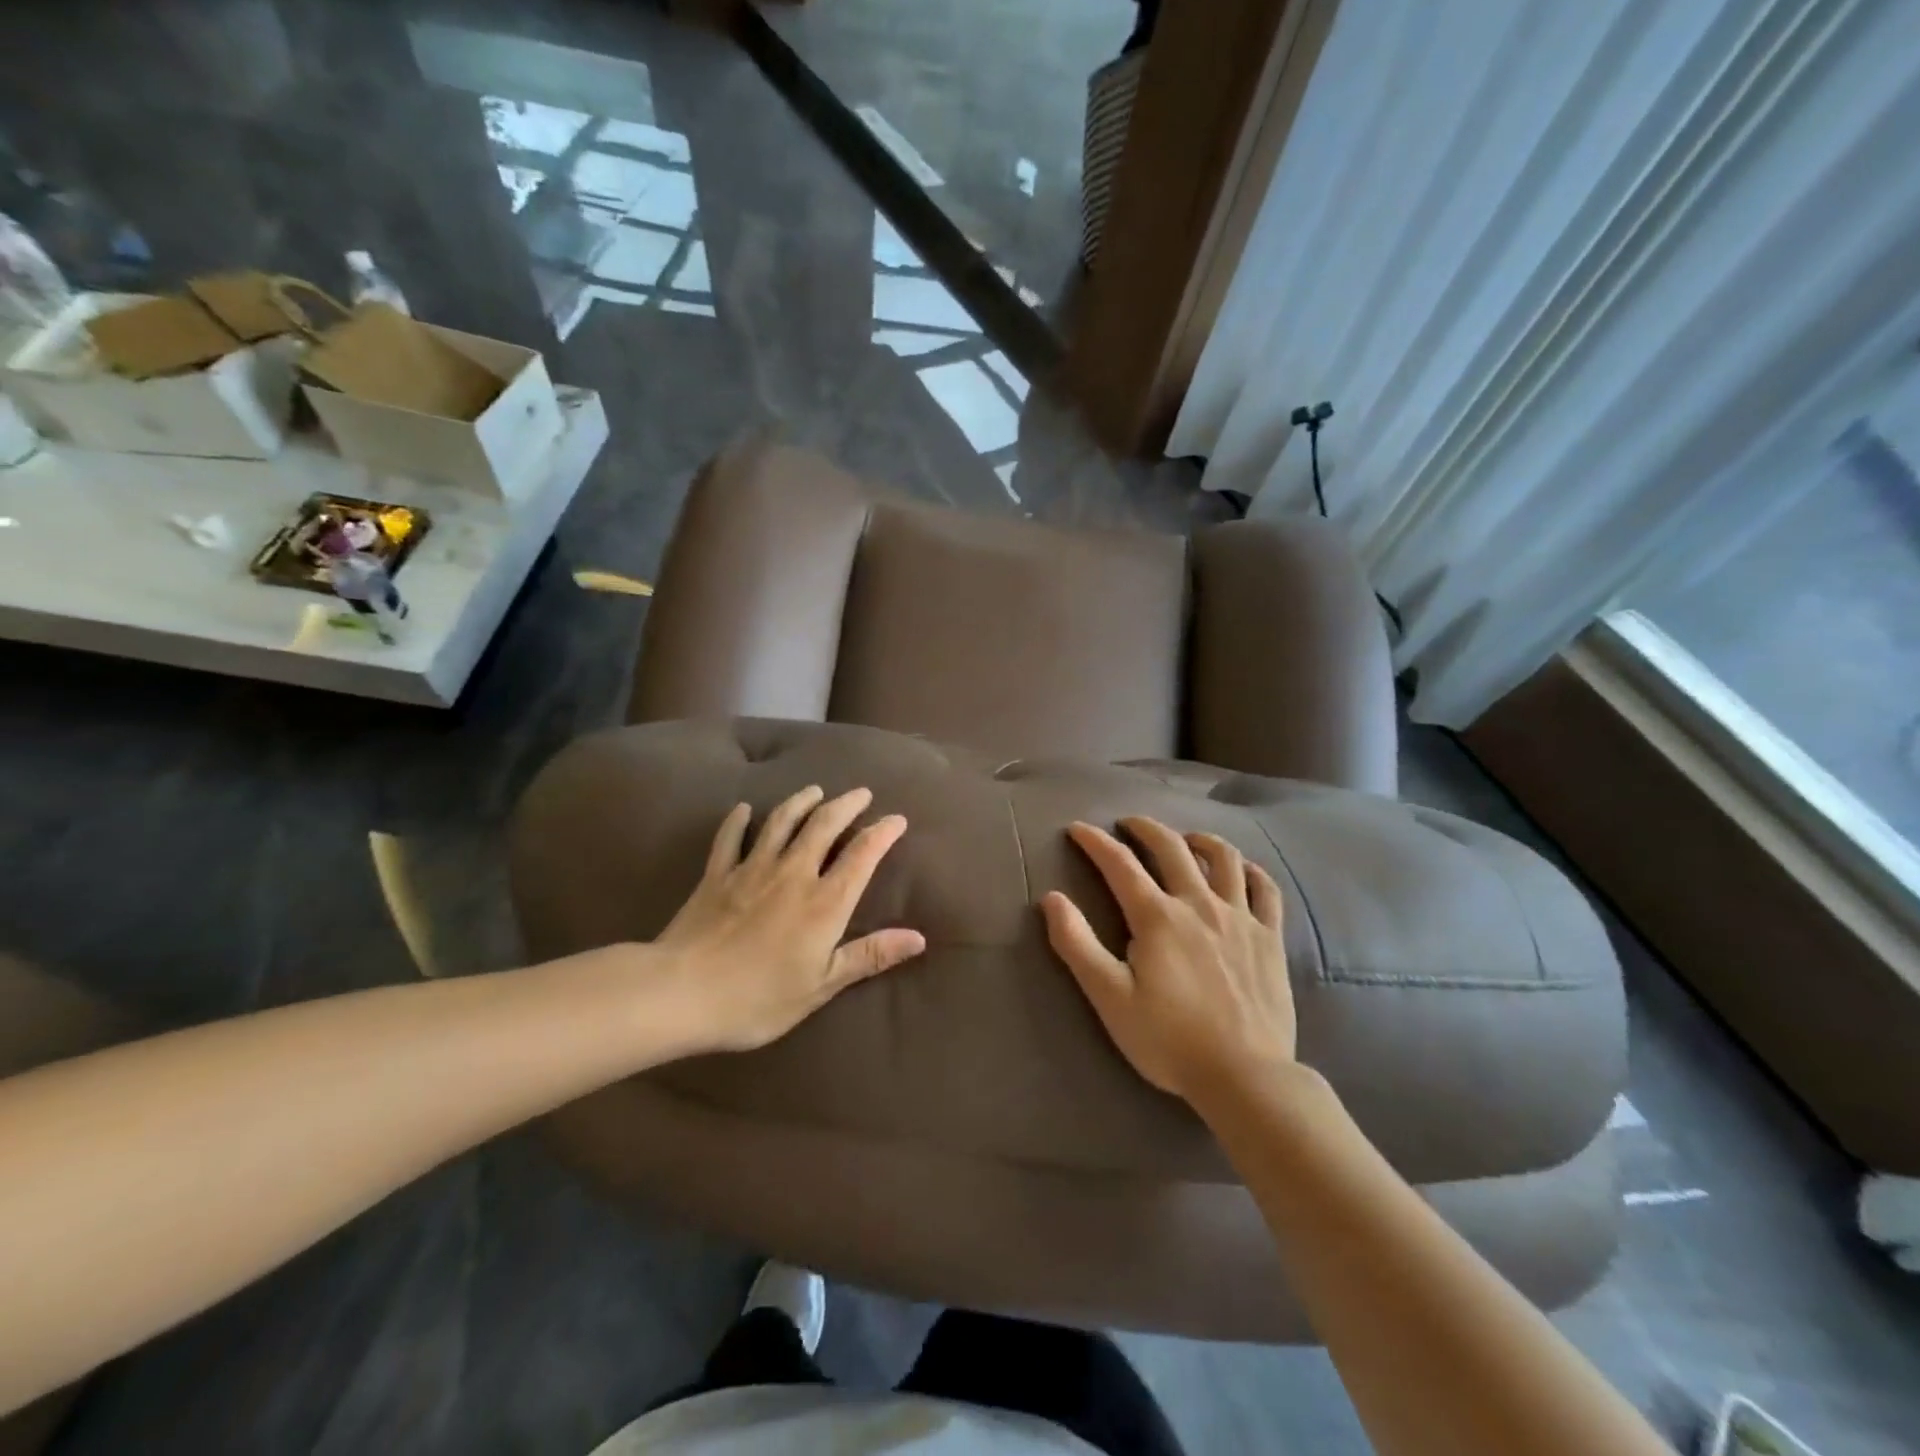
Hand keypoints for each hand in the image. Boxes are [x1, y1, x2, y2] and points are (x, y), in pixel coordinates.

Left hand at [654, 785, 925, 1052]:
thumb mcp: (822, 985)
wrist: (681, 993)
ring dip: (801, 801)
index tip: (897, 819)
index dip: (883, 833)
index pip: (862, 855)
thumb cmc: (758, 998)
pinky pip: (729, 838)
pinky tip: (744, 809)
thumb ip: (869, 956)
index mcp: (824, 902)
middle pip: (824, 825)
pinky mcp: (717, 875)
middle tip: (861, 793)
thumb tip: (918, 937)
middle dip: (847, 805)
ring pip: (782, 822)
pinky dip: (738, 820)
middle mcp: (793, 874)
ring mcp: (752, 869)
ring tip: (815, 791)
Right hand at [1041, 817, 1293, 1101]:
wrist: (1245, 1076)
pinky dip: (1251, 870)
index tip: (1077, 829)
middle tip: (1128, 824)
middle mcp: (1199, 904)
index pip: (1119, 864)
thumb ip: (1077, 944)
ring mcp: (1239, 917)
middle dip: (1145, 828)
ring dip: (1200, 839)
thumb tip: (1052, 898)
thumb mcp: (1109, 997)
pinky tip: (1241, 870)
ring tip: (1185, 839)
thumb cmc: (1168, 1039)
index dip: (1095, 841)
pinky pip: (1265, 889)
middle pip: (1171, 847)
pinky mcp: (1269, 937)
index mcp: (1157, 917)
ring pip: (1223, 858)